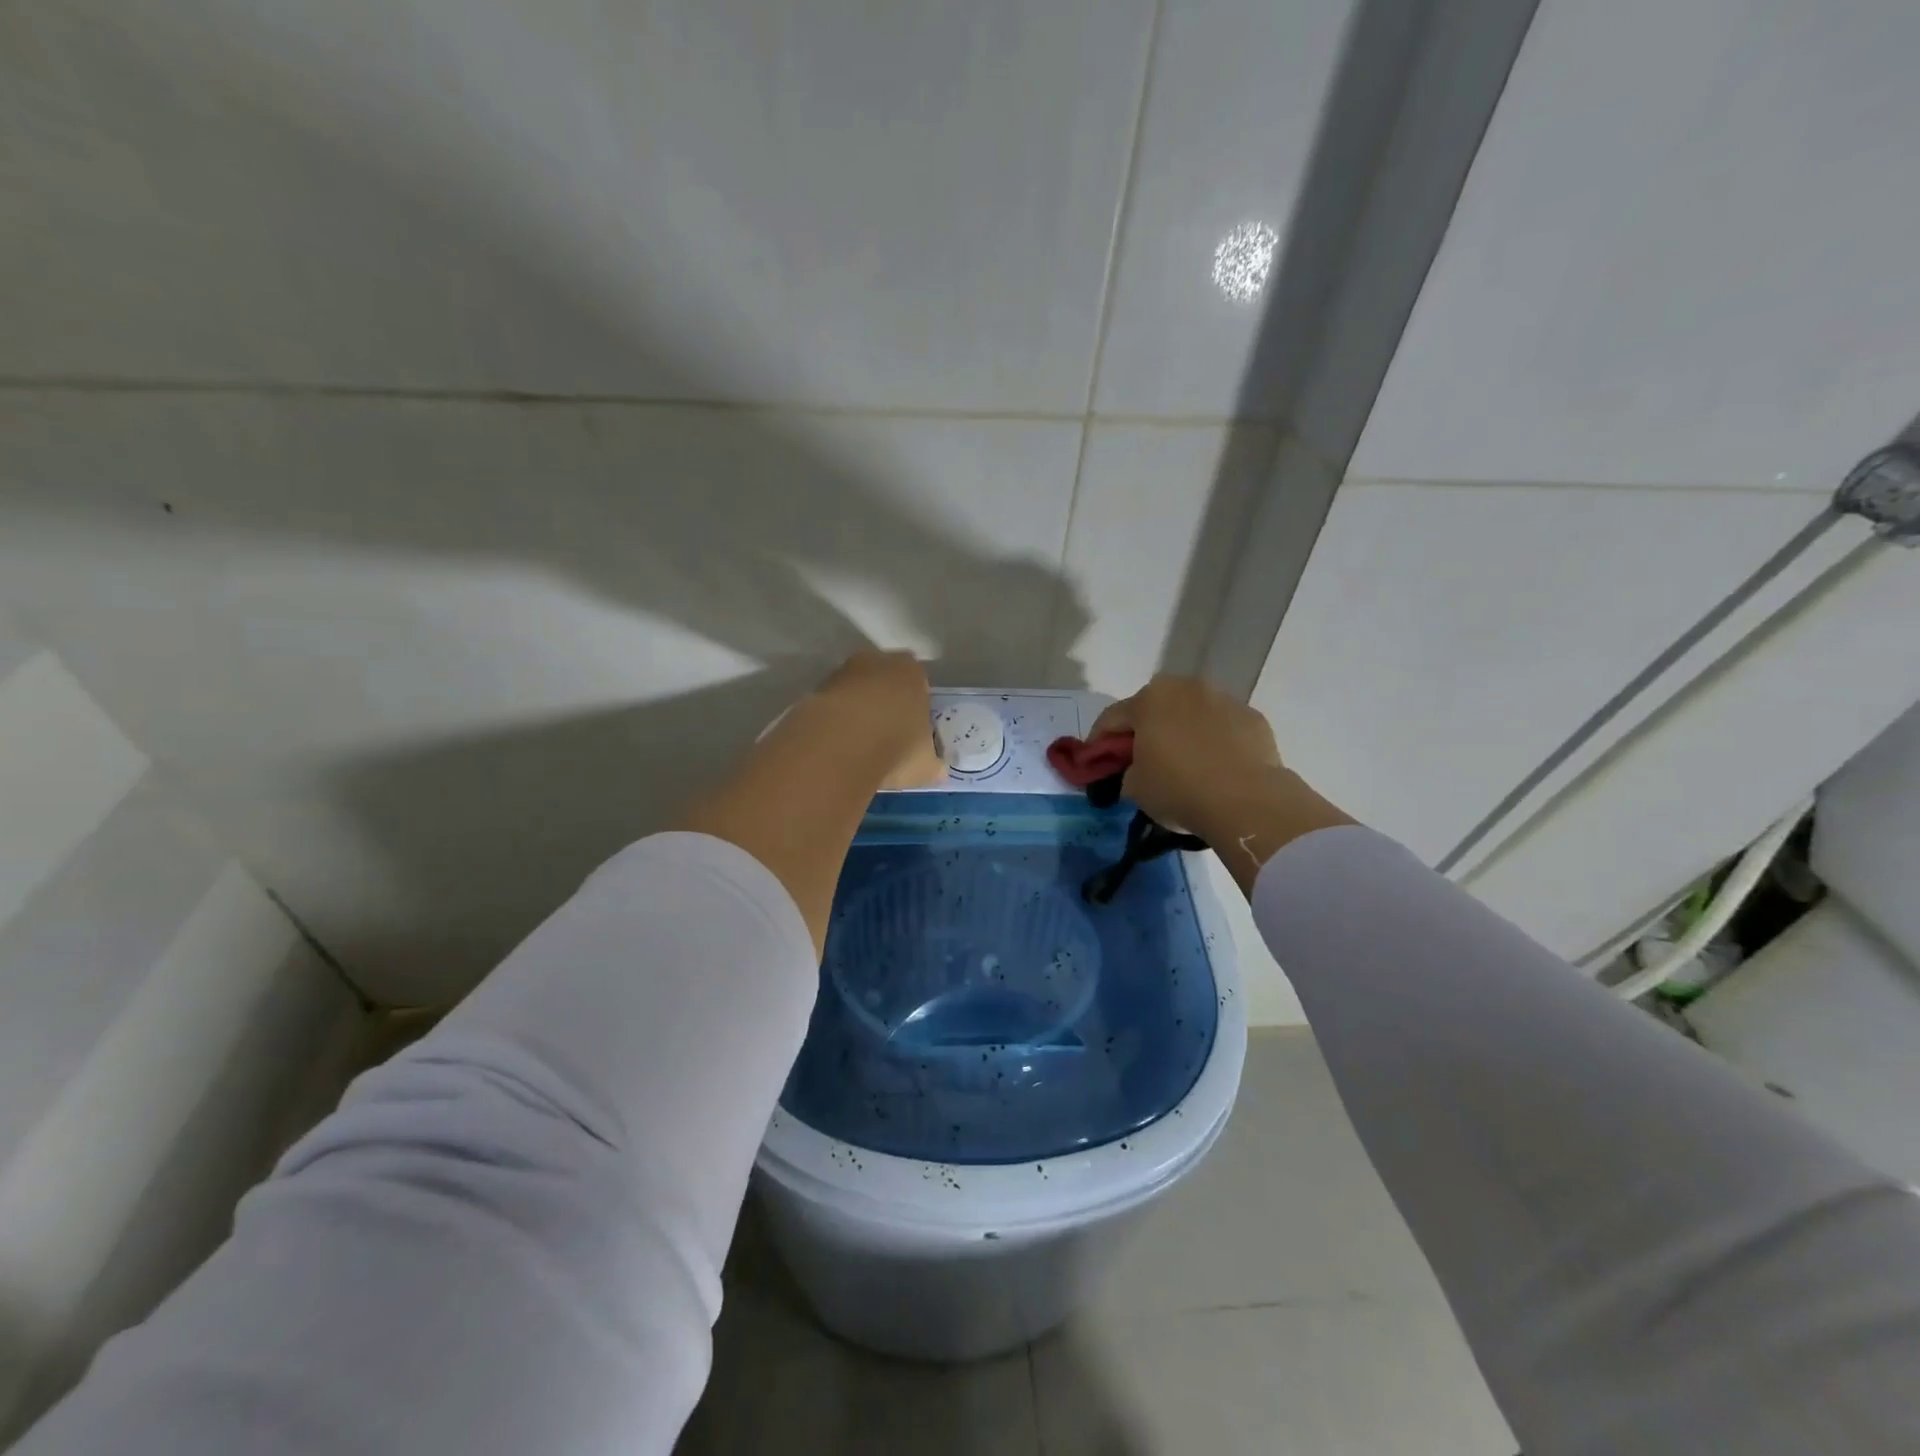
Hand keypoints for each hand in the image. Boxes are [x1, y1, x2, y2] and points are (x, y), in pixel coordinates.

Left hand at [810, 650, 944, 789]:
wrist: (841, 743)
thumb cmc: (897, 746)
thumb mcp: (926, 765)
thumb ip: (932, 764)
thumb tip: (936, 770)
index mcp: (912, 672)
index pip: (918, 683)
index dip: (915, 706)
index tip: (911, 731)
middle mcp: (877, 662)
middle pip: (883, 680)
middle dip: (884, 703)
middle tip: (885, 736)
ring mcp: (842, 673)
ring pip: (854, 691)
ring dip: (856, 711)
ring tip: (858, 746)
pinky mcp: (814, 690)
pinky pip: (831, 705)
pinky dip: (834, 721)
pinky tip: (837, 746)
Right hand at [1091, 676, 1351, 890]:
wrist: (1247, 801)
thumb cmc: (1179, 789)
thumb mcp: (1135, 788)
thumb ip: (1127, 772)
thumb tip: (1136, 771)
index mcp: (1149, 699)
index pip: (1111, 718)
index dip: (1099, 742)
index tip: (1096, 763)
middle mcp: (1186, 688)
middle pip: (1154, 707)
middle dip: (1144, 729)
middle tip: (1140, 759)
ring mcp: (1224, 699)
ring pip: (1191, 713)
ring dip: (1181, 731)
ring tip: (1183, 762)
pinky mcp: (1253, 717)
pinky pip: (1223, 727)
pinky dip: (1214, 741)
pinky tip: (1215, 767)